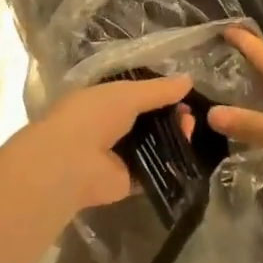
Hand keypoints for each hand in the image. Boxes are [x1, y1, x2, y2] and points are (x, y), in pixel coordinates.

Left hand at [6, 75, 193, 214]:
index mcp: (104, 101)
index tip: (184, 94)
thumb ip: (158, 89)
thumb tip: (189, 80)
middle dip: (170, 116)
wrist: (71, 161)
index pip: (136, 95)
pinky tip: (187, 154)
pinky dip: (169, 164)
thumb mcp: (127, 93)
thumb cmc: (94, 116)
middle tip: (190, 115)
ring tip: (190, 129)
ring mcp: (118, 156)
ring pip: (153, 145)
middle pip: (148, 121)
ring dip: (173, 138)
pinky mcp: (127, 182)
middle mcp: (110, 127)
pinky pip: (153, 171)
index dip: (160, 94)